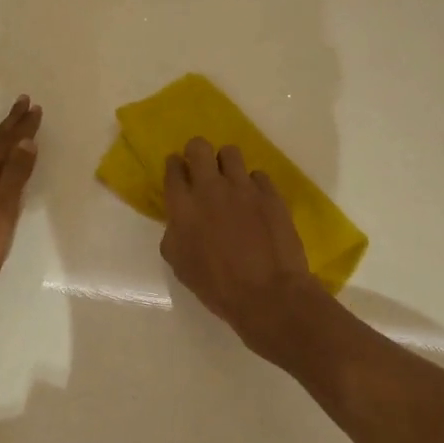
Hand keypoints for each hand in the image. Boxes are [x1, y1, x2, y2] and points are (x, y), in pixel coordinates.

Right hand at [160, 138, 329, 360]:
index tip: (180, 173)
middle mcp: (210, 188)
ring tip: (231, 183)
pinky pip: (258, 175)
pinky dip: (254, 185)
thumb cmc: (218, 287)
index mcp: (183, 207)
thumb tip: (179, 221)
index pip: (173, 168)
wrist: (269, 295)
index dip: (175, 167)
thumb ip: (174, 234)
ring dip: (226, 164)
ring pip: (230, 152)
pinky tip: (256, 202)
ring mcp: (243, 188)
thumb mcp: (180, 265)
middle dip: (197, 152)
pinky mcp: (270, 193)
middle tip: (202, 169)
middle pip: (199, 147)